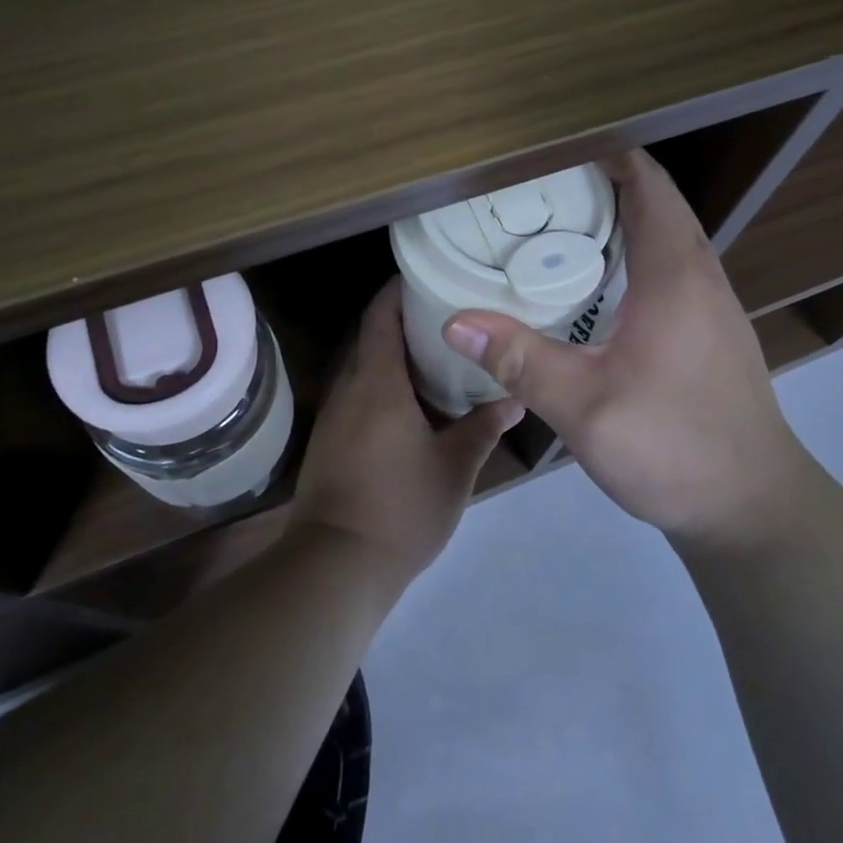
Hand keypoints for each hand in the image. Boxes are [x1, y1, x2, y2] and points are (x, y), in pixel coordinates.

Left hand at [291, 278, 523, 593]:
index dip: (396, 291)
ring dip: (389, 356)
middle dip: (399, 321)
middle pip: (370, 338)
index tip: (423, 276)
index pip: (380, 317)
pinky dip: (379, 386)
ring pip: (361, 368)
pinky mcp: (328, 442)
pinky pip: (355, 396)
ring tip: (432, 354)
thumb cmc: (400, 507)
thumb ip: (482, 428)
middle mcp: (349, 389)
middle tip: (442, 314)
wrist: (335, 566)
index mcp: (377, 383)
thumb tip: (514, 400)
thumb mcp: (454, 468)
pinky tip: (408, 403)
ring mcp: (334, 417)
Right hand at [441, 149, 802, 549]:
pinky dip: (631, 248)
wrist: (754, 508)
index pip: (646, 181)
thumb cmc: (675, 448)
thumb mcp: (586, 408)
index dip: (602, 151)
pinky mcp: (709, 327)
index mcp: (675, 271)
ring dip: (618, 213)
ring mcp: (710, 300)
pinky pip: (668, 262)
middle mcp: (700, 272)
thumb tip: (455, 322)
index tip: (548, 147)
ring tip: (554, 219)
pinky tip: (593, 278)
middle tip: (536, 183)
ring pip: (664, 231)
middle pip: (654, 198)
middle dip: (600, 178)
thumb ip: (521, 360)